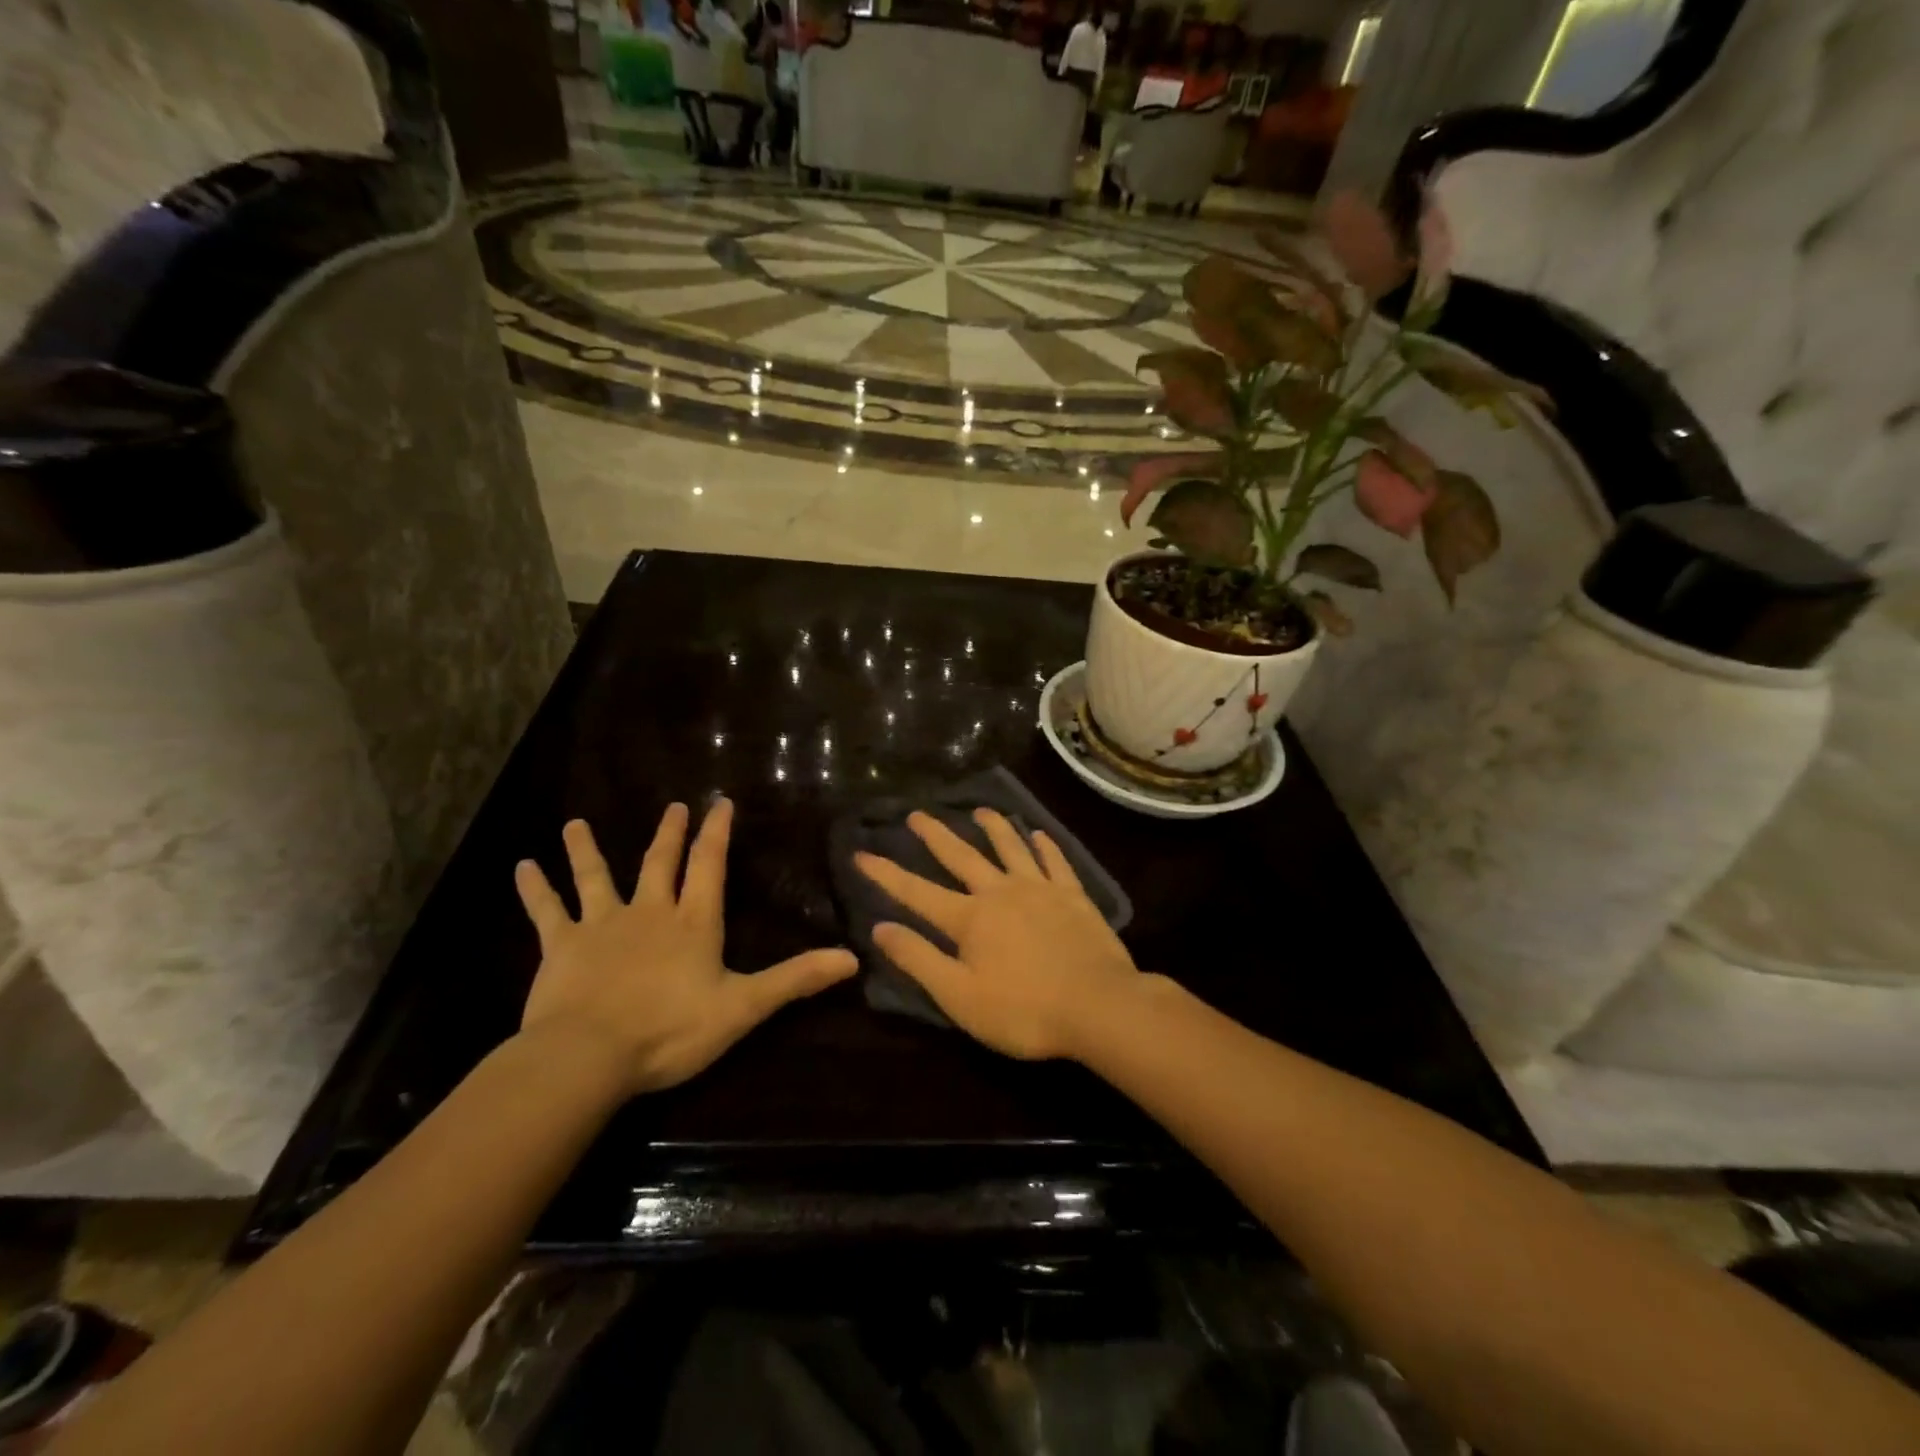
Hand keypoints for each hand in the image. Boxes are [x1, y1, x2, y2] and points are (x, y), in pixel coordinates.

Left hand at [515, 800, 857, 1094]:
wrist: (589, 1055)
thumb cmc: (670, 1030)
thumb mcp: (743, 1007)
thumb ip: (795, 979)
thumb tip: (852, 958)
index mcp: (693, 923)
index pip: (710, 866)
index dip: (717, 834)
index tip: (719, 802)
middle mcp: (649, 912)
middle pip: (660, 863)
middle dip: (669, 834)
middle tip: (673, 806)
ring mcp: (602, 925)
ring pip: (596, 877)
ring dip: (587, 850)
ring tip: (575, 823)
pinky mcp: (563, 946)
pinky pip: (547, 911)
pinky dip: (536, 888)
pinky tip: (523, 866)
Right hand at [854, 809, 1139, 1059]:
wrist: (1099, 1007)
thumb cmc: (1023, 1011)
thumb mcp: (959, 996)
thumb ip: (919, 959)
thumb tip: (879, 928)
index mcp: (969, 918)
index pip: (917, 892)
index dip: (887, 874)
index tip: (862, 852)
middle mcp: (1000, 892)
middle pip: (962, 856)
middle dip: (936, 835)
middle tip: (917, 813)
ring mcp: (1039, 889)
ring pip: (1010, 848)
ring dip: (993, 827)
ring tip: (980, 809)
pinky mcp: (1073, 896)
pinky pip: (1055, 861)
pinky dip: (1044, 846)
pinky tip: (1038, 834)